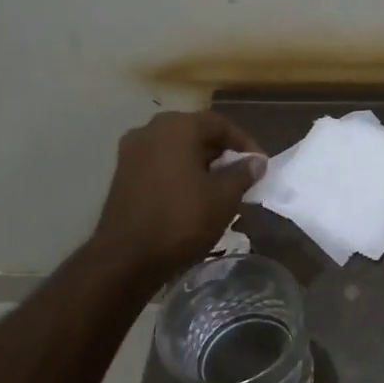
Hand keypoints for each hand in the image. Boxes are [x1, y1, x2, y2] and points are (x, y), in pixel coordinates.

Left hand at [92, 111, 266, 288]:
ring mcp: (132, 152)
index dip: (245, 143)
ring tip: (222, 188)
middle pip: (196, 133)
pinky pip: (161, 164)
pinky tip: (194, 196)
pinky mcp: (123, 175)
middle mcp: (150, 130)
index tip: (261, 165)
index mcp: (177, 127)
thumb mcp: (224, 197)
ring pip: (177, 149)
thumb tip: (256, 161)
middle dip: (222, 153)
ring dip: (202, 164)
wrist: (126, 258)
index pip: (220, 124)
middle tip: (243, 175)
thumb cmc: (182, 220)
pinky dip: (181, 173)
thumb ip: (243, 173)